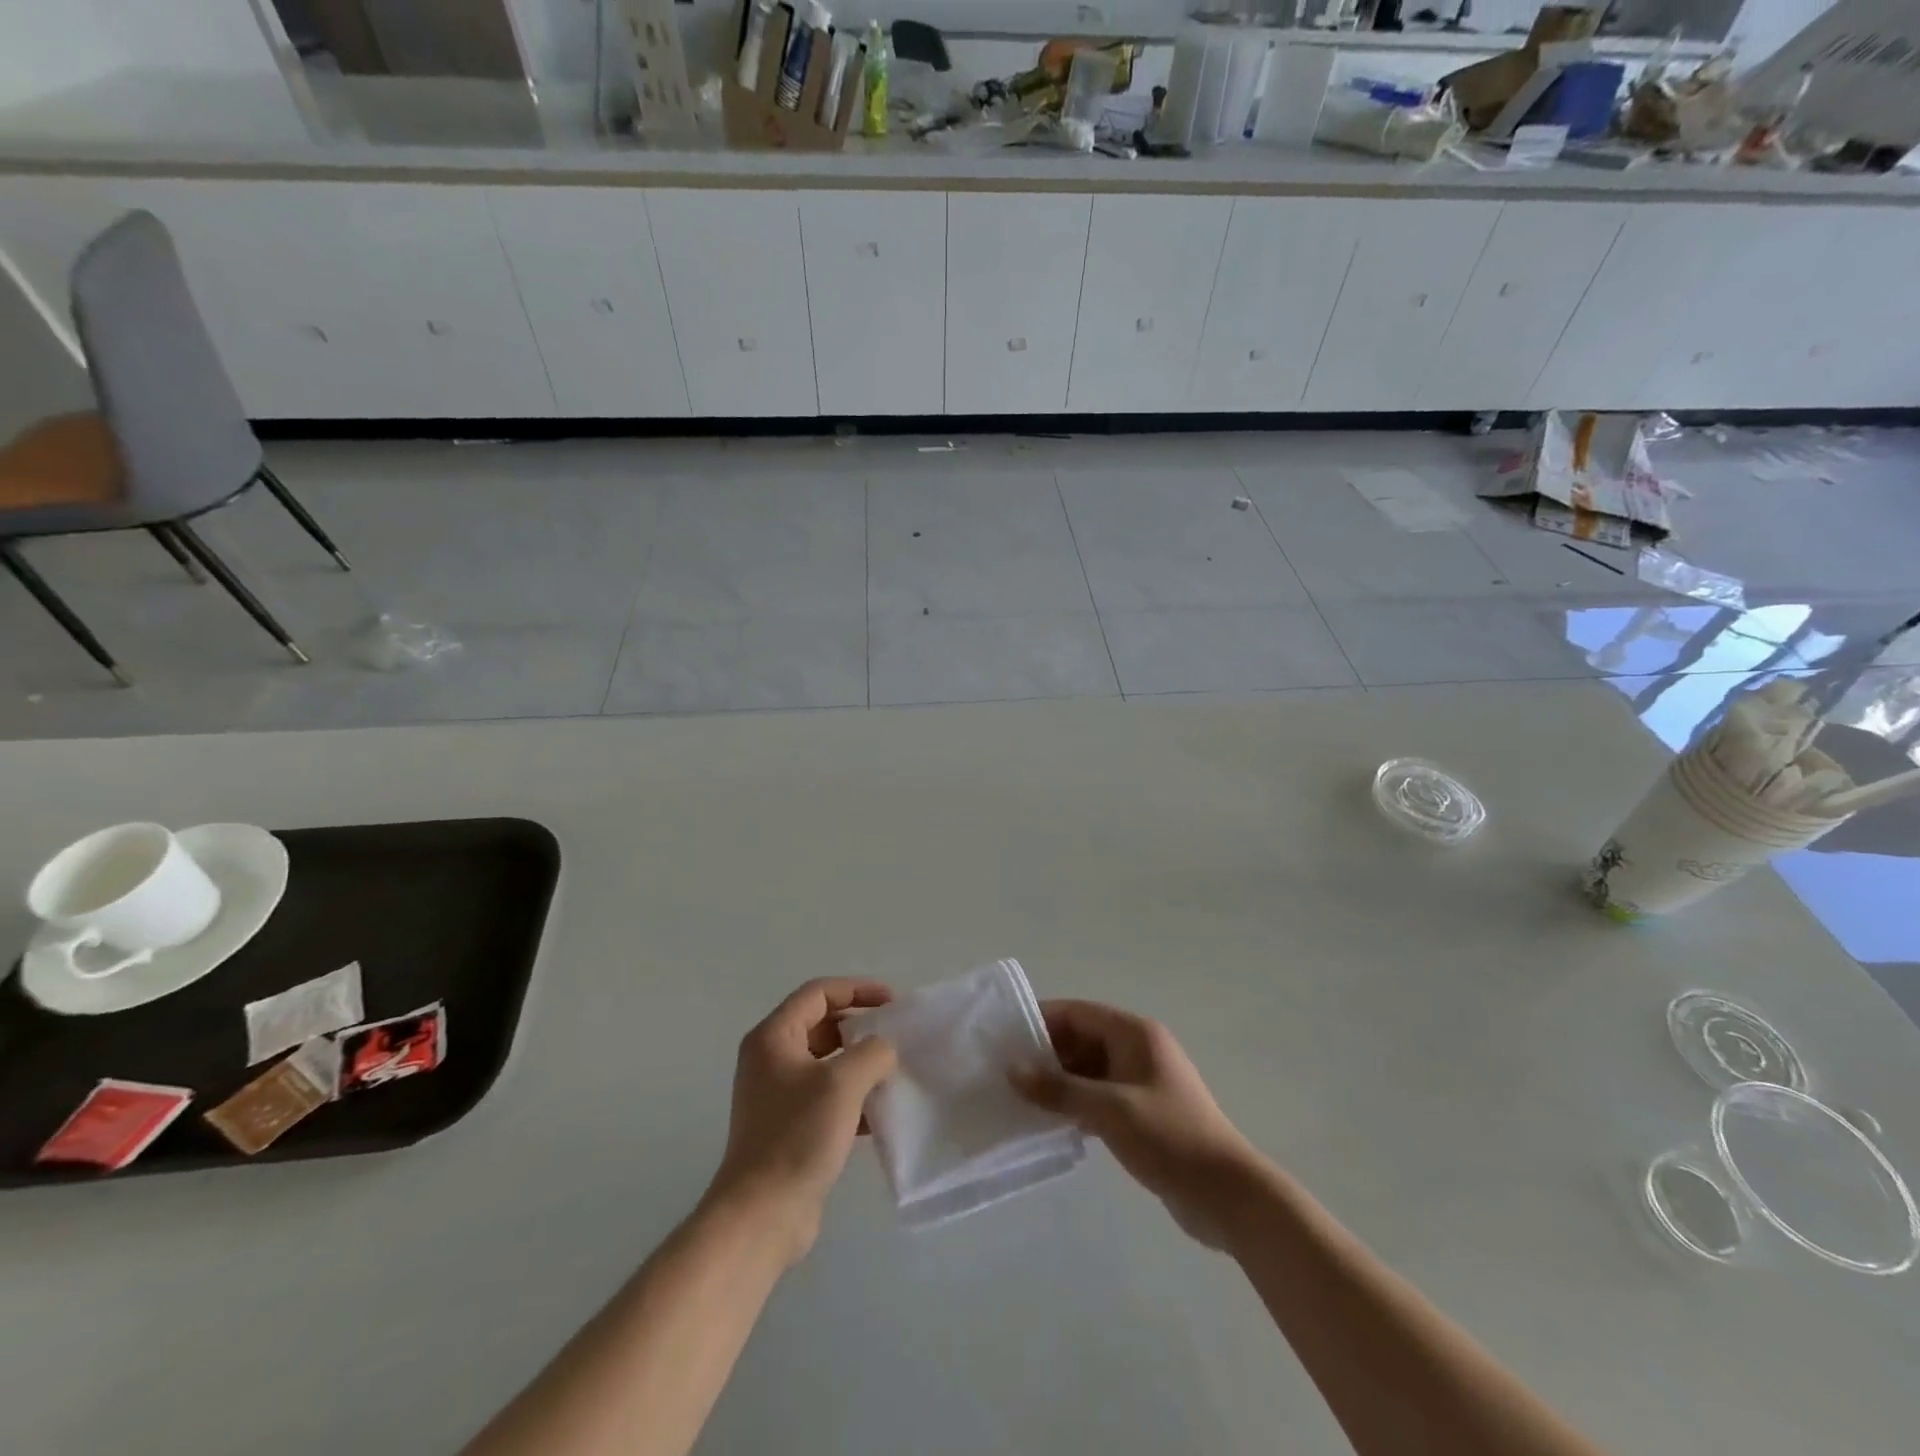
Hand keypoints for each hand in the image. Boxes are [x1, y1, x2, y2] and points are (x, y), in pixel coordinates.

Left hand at [703, 979, 897, 1266]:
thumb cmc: (798, 1135)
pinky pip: (826, 1095)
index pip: (819, 993)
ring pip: (826, 1062)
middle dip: (860, 1026)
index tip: (893, 1002)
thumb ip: (872, 1052)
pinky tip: (880, 1112)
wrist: (762, 1214)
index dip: (857, 990)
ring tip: (894, 1071)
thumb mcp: (843, 1082)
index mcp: (774, 1037)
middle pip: (822, 1024)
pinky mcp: (789, 1126)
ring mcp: (778, 1094)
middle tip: (896, 1035)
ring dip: (859, 1062)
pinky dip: (852, 1095)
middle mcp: (771, 1058)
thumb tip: (883, 1050)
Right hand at [1013, 1000, 1261, 1248]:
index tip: (1004, 1039)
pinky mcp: (1141, 1113)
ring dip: (1057, 1084)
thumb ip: (1059, 1089)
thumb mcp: (1110, 1110)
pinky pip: (1098, 1097)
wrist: (1227, 1196)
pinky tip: (1048, 1124)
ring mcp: (1140, 1082)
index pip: (1077, 1013)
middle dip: (1045, 1055)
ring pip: (1087, 1071)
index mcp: (1134, 1033)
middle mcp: (1136, 1049)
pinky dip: (1074, 1106)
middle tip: (1004, 1074)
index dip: (1040, 1021)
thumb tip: (1013, 1069)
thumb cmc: (1169, 1138)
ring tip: (1017, 1099)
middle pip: (1080, 1040)